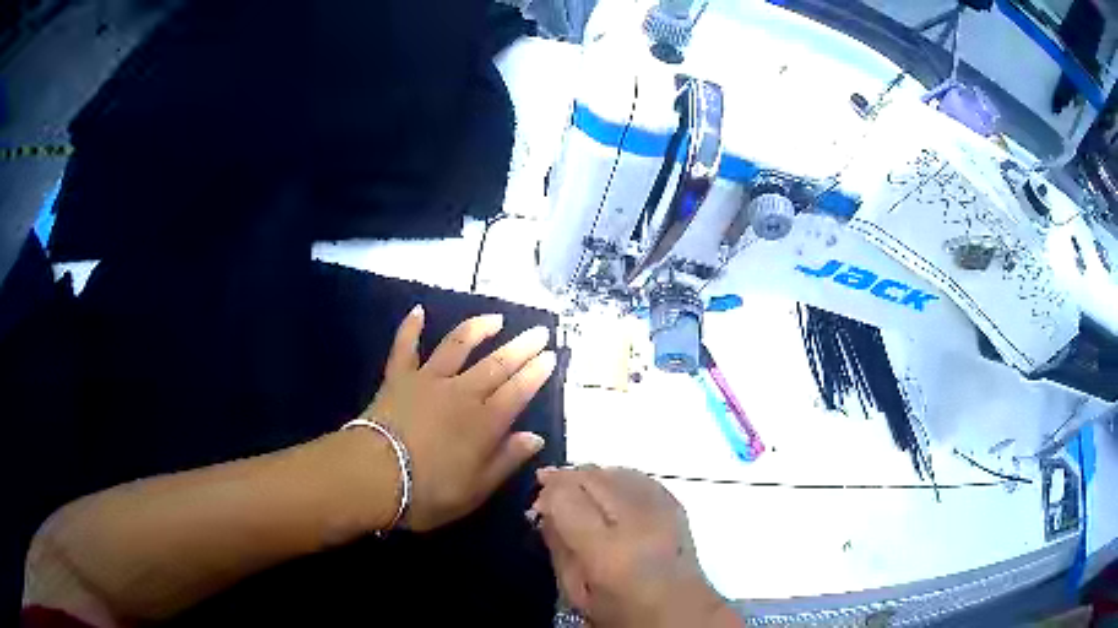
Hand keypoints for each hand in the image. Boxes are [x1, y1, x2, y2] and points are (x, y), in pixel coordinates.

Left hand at [359, 306, 556, 531]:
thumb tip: (535, 437)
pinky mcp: (398, 378)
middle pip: (496, 365)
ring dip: (478, 329)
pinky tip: (418, 310)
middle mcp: (461, 393)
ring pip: (457, 346)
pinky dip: (410, 327)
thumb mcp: (476, 489)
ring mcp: (428, 380)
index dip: (536, 373)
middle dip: (521, 347)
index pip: (518, 392)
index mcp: (484, 423)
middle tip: (539, 331)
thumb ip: (507, 460)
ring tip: (495, 318)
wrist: (373, 475)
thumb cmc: (428, 491)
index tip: (551, 355)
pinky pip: (405, 347)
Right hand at [531, 467, 740, 627]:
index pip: (568, 499)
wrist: (683, 614)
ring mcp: (662, 510)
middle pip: (593, 478)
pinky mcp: (677, 506)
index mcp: (608, 551)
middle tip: (548, 485)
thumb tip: (544, 511)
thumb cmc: (622, 613)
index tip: (537, 499)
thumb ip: (558, 548)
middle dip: (566, 477)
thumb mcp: (577, 592)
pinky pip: (640, 477)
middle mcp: (637, 522)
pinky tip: (608, 488)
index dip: (549, 491)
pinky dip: (618, 477)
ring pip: (617, 472)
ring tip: (576, 487)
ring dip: (592, 474)